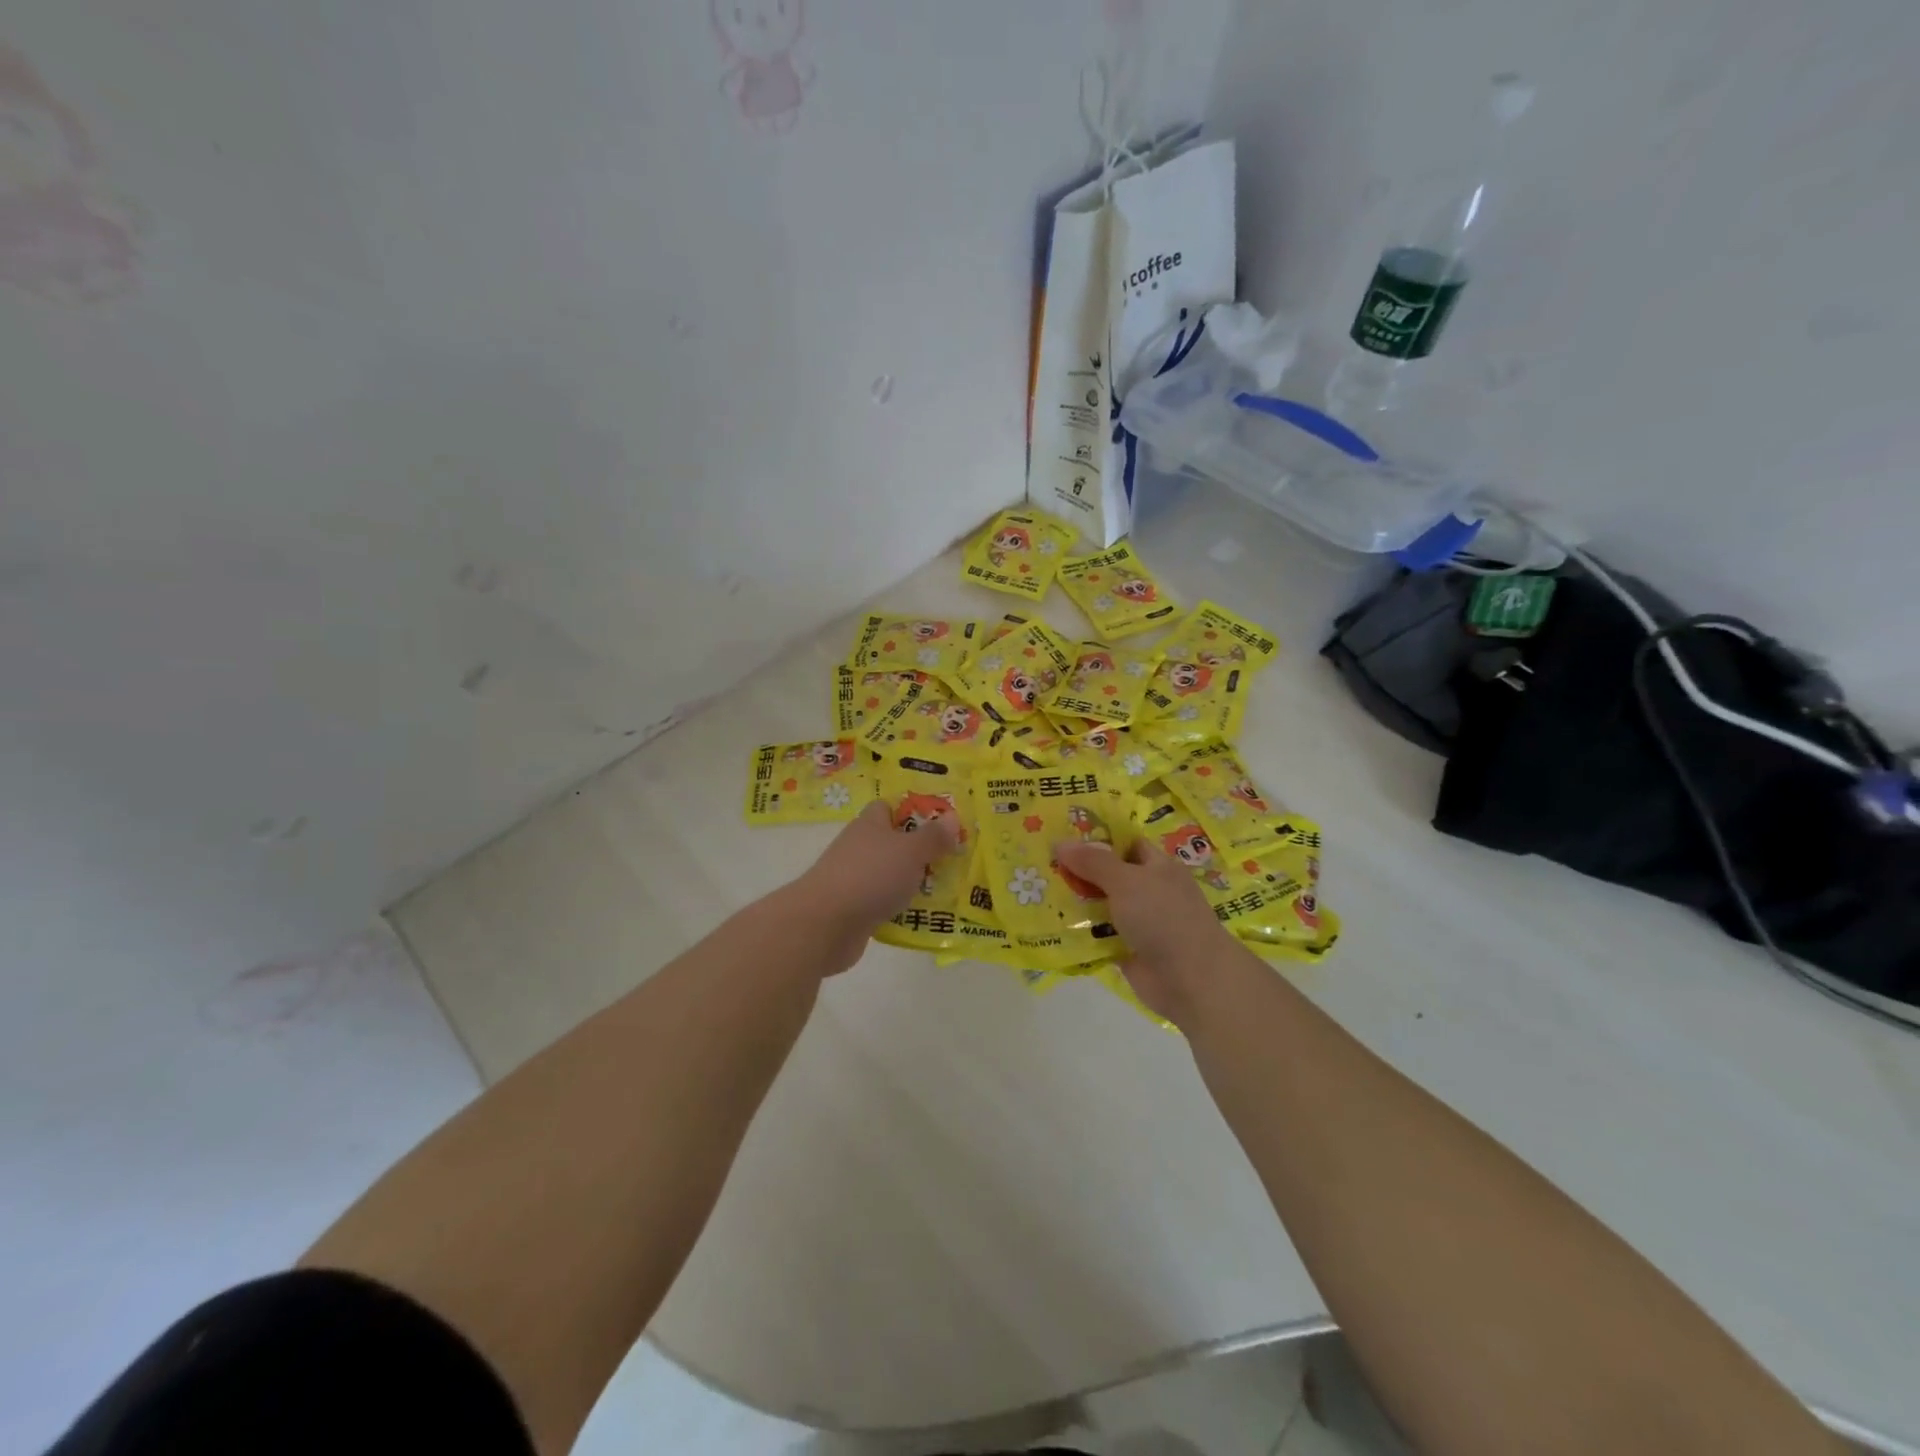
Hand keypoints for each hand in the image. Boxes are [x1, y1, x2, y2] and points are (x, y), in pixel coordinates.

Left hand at [792, 801, 961, 969]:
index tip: (941, 823)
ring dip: (913, 882)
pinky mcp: (853, 909)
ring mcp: (854, 879)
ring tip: (948, 890)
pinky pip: (884, 903)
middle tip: (953, 859)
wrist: (825, 924)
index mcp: (870, 824)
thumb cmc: (870, 876)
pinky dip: (901, 909)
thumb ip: (933, 836)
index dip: (914, 811)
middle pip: (893, 843)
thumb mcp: (910, 851)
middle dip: (921, 851)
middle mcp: (860, 847)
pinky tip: (924, 918)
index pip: (889, 807)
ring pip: (890, 875)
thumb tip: (952, 818)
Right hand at [1053, 837, 1249, 1029]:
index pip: (1125, 843)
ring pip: (1100, 905)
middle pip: (1108, 875)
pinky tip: (1048, 924)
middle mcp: (1148, 891)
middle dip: (1077, 870)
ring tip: (1034, 891)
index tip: (1061, 834)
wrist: (1191, 980)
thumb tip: (1060, 842)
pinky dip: (1078, 932)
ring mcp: (1138, 922)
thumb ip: (1093, 862)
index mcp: (1157, 866)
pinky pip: (1097, 935)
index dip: (1096, 838)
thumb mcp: (1127, 881)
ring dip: (1074, 902)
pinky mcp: (1126, 949)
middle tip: (1038, 862)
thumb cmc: (1163, 918)